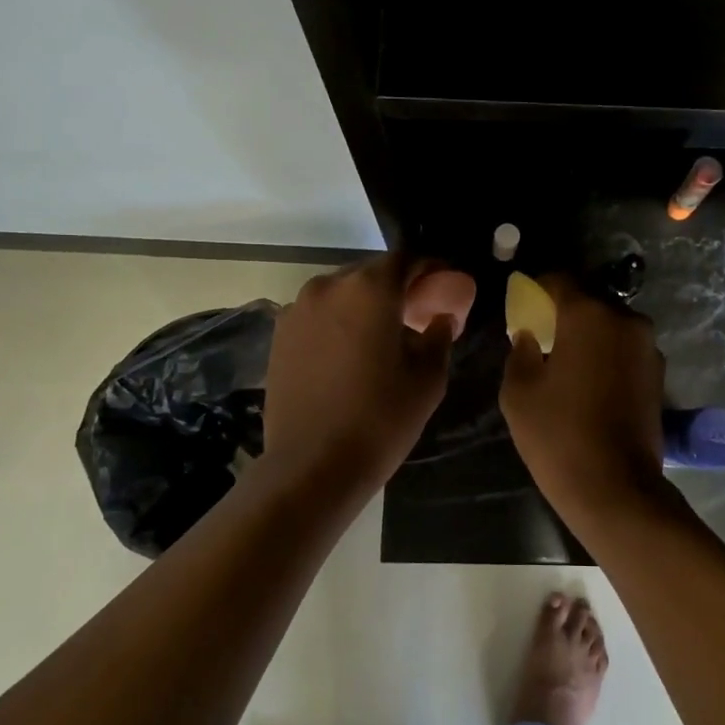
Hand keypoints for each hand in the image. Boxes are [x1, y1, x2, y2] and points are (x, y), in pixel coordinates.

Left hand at [261, 253, 474, 498]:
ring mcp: (297, 309)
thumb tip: (441, 317)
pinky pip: (319, 314)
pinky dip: (338, 322)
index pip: (407, 259)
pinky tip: (349, 354)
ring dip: (365, 305)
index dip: (429, 268)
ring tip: (381, 337)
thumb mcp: (427, 378)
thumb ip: (439, 335)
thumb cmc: (380, 418)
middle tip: (418, 315)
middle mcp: (329, 286)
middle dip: (397, 288)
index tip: (445, 286)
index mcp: (370, 288)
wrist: (312, 465)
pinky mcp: (279, 334)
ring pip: (343, 293)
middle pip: (372, 273)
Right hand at [500, 276, 667, 517]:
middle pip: (590, 301)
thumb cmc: (558, 435)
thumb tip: (530, 334)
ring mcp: (648, 347)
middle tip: (544, 336)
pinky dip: (608, 355)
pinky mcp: (659, 374)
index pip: (559, 280)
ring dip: (590, 335)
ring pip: (611, 326)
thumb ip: (521, 350)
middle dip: (566, 313)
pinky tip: (592, 383)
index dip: (537, 288)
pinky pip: (626, 349)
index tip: (523, 305)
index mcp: (589, 315)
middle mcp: (626, 320)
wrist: (615, 488)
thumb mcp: (518, 391)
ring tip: (569, 363)